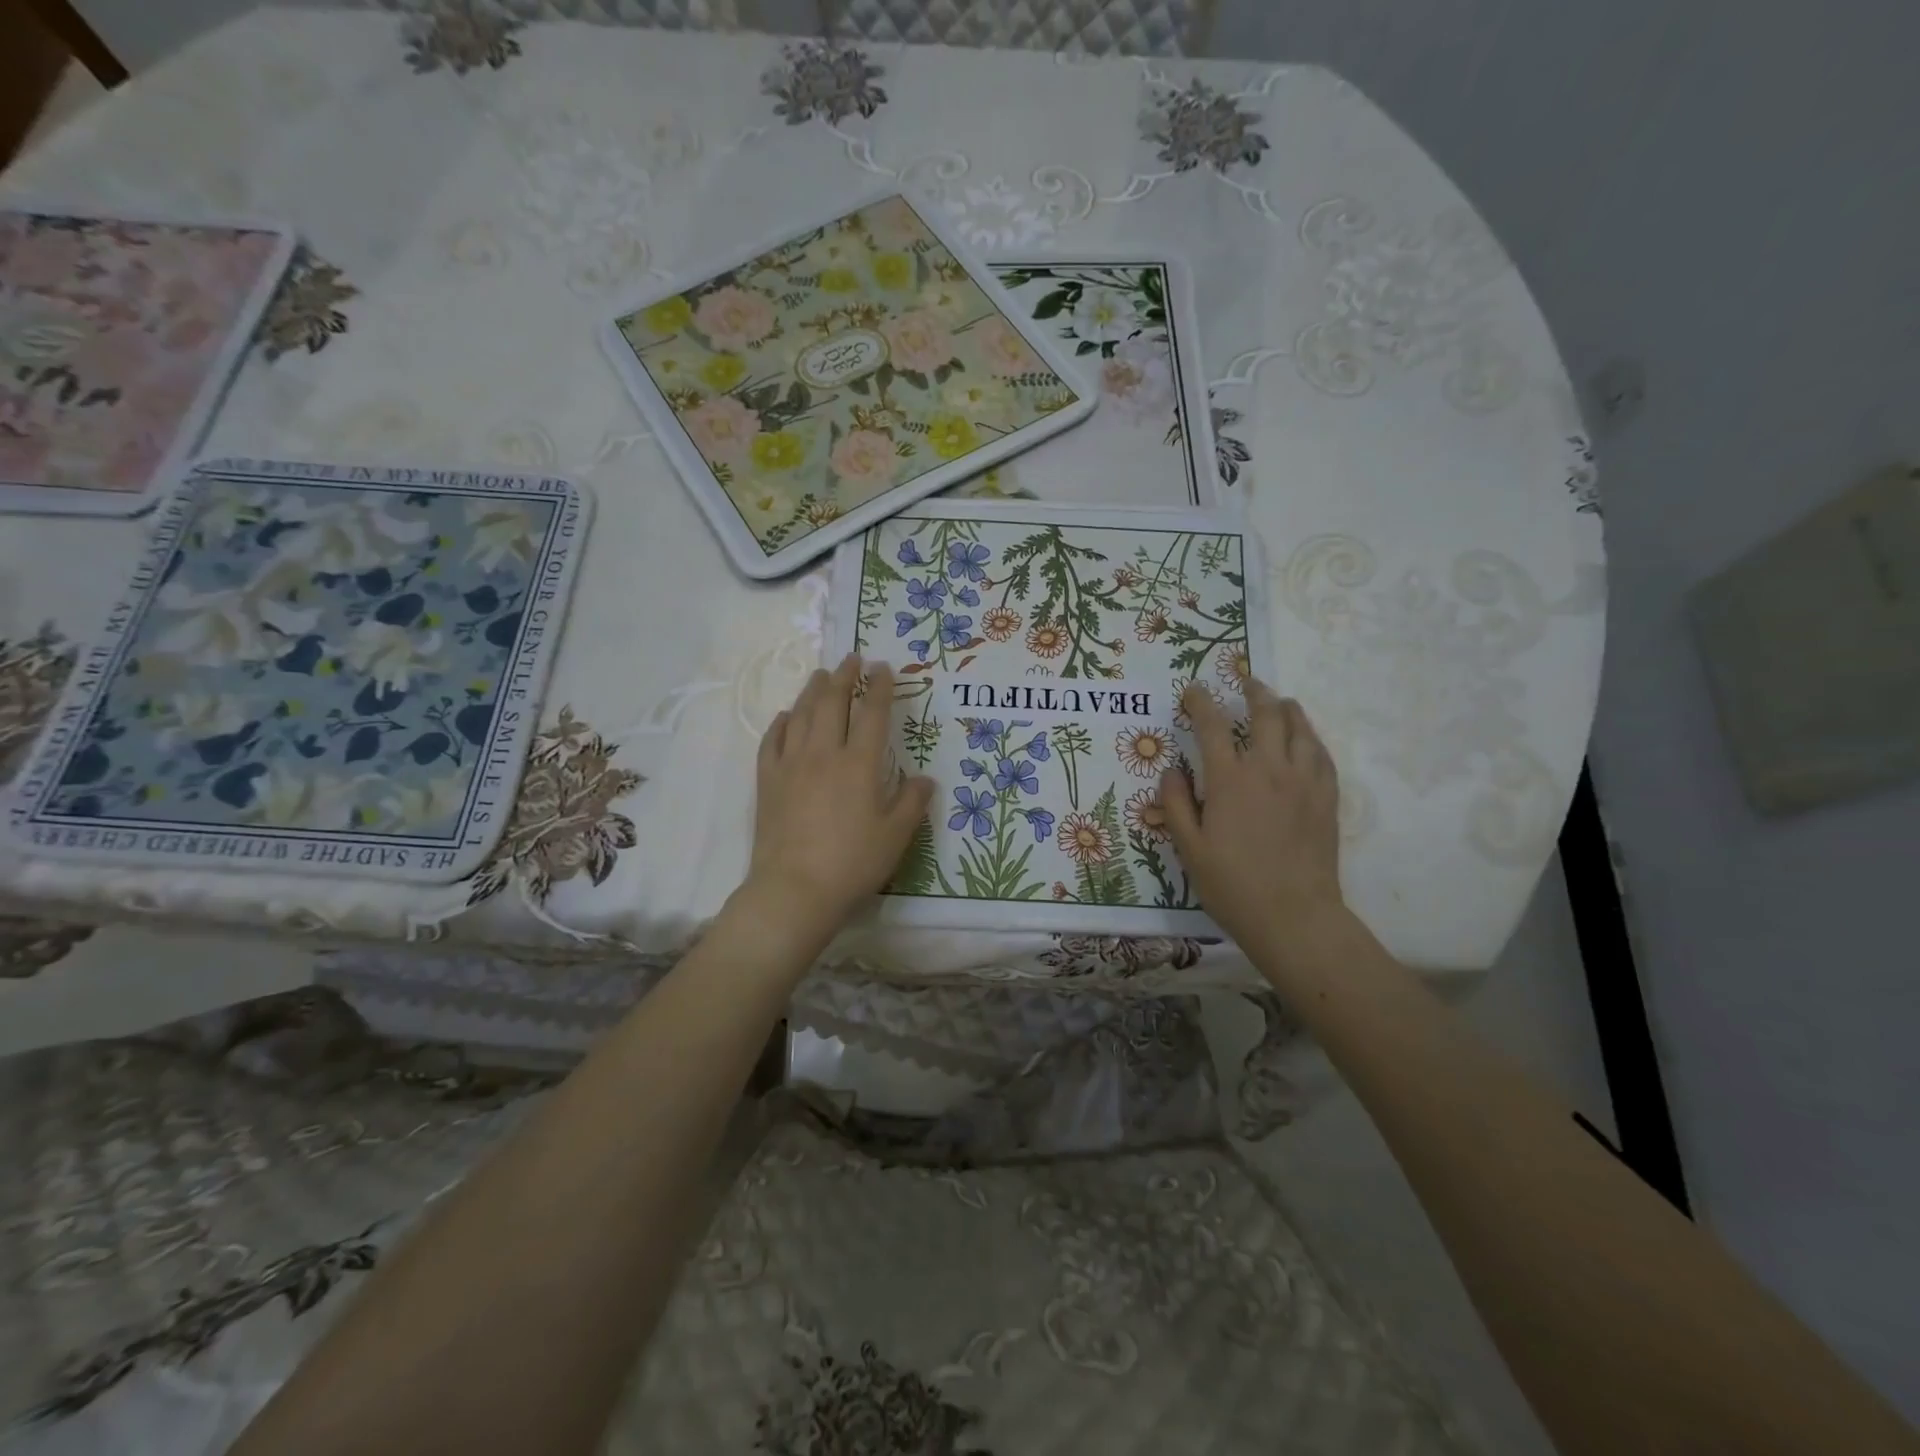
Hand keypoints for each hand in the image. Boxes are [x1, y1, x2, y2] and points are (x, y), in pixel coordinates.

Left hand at [739, 653, 932, 947]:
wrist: (795, 890)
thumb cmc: (853, 863)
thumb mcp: (896, 836)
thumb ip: (912, 802)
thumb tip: (925, 778)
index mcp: (859, 764)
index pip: (872, 714)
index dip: (880, 688)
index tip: (883, 668)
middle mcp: (824, 754)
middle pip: (833, 703)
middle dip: (845, 676)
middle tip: (852, 658)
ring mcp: (791, 765)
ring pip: (802, 715)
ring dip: (813, 690)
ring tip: (821, 675)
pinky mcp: (767, 781)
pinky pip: (772, 741)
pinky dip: (782, 723)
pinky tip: (787, 717)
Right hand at [1160, 678, 1344, 951]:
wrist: (1294, 917)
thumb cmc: (1232, 885)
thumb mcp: (1189, 849)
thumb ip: (1176, 804)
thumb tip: (1172, 770)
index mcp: (1230, 780)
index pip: (1211, 725)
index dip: (1200, 702)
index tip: (1193, 691)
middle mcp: (1269, 769)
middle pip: (1265, 714)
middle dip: (1253, 692)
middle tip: (1246, 683)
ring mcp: (1303, 782)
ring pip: (1300, 728)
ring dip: (1287, 708)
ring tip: (1279, 702)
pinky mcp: (1326, 798)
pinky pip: (1322, 754)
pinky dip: (1311, 738)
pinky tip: (1306, 740)